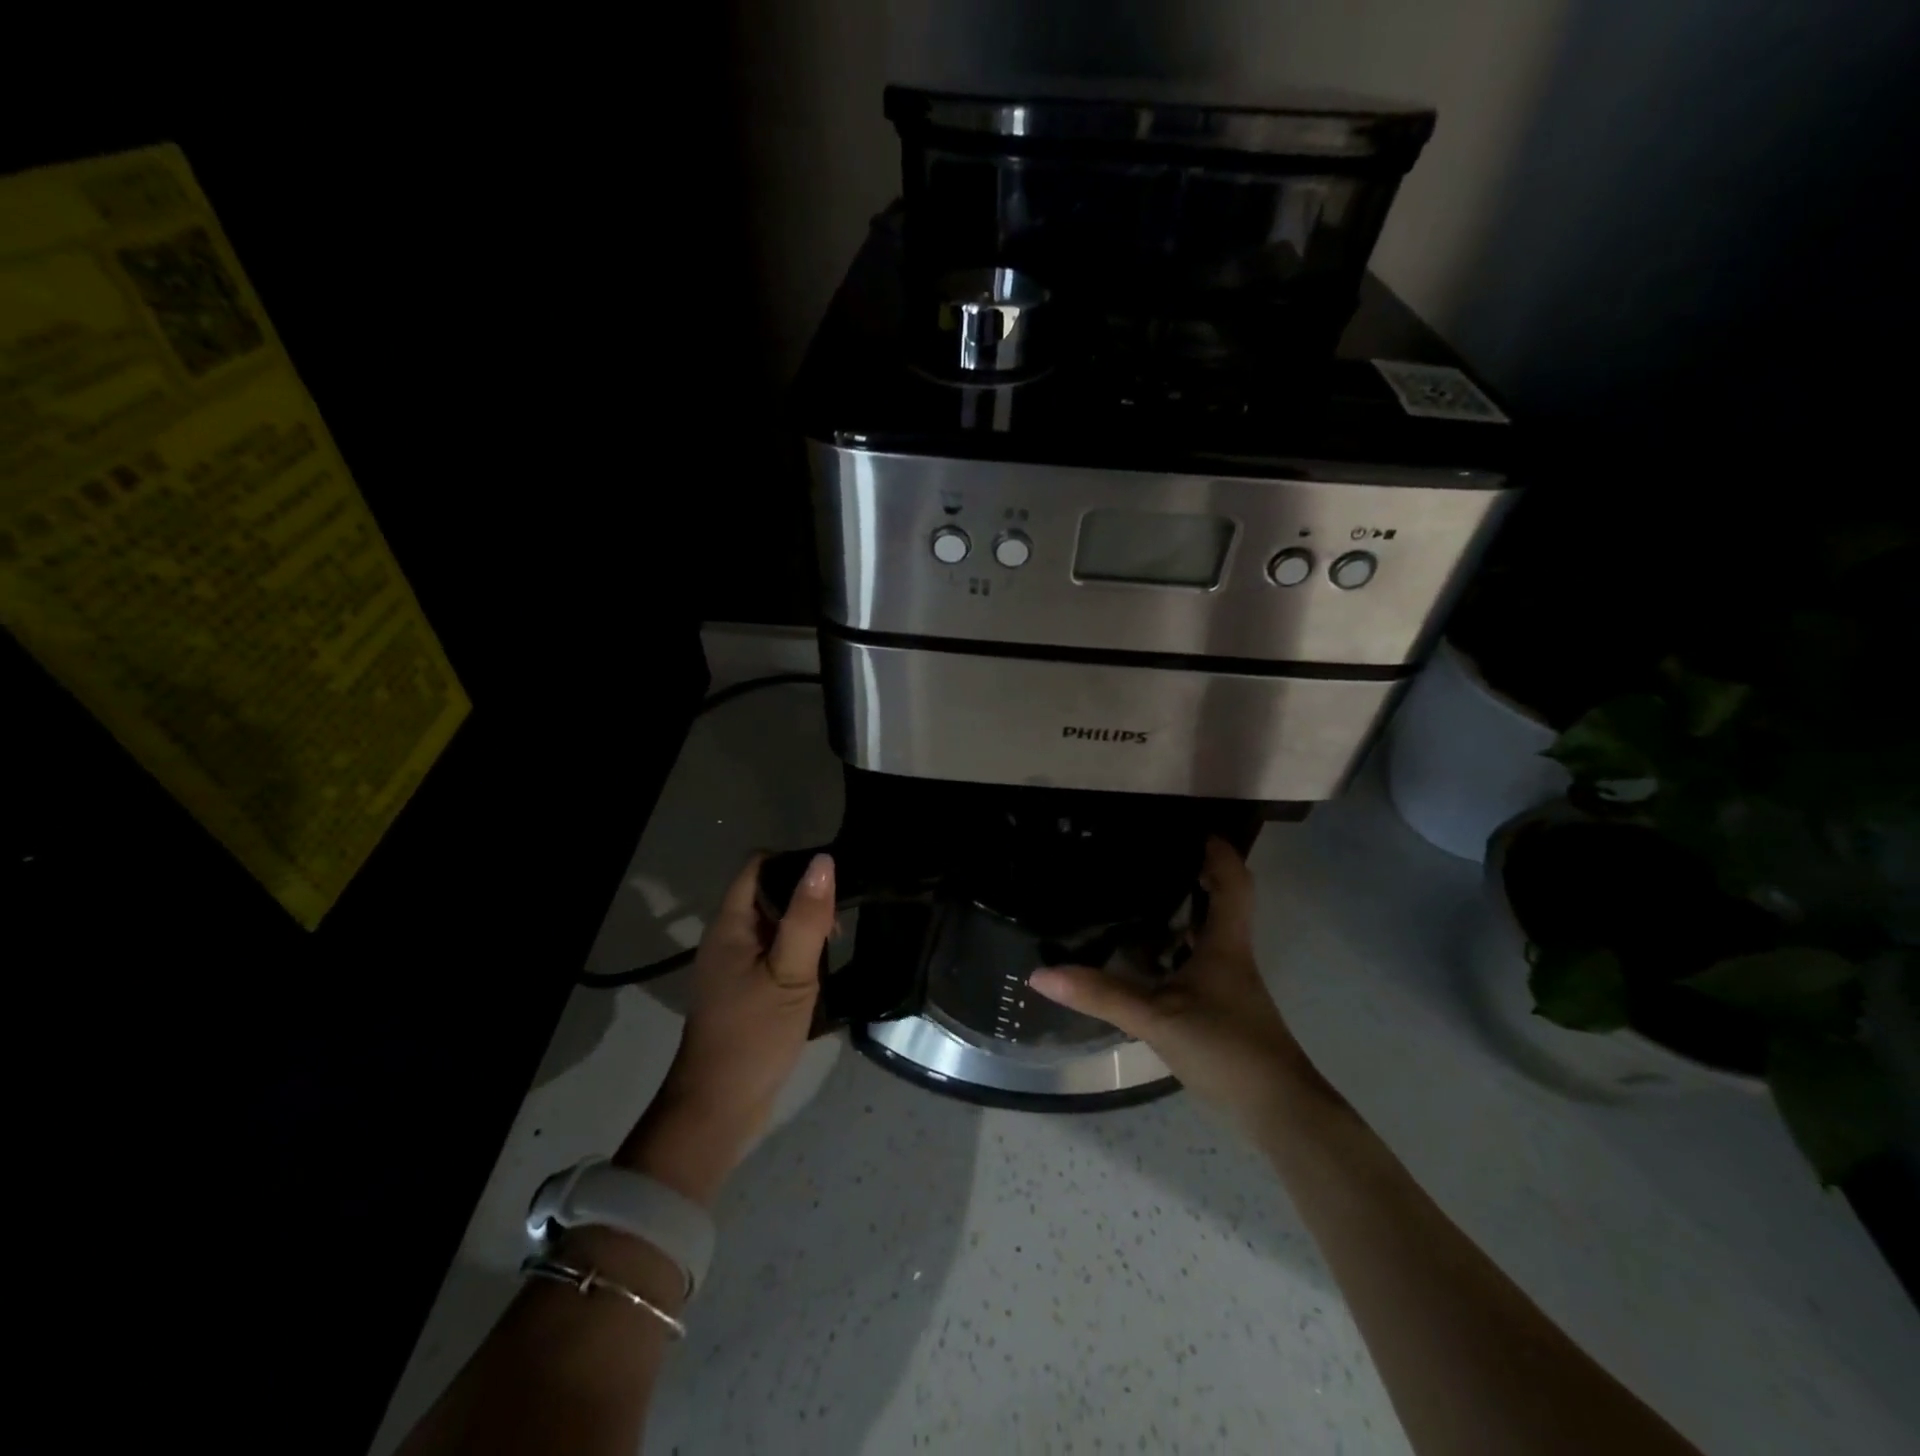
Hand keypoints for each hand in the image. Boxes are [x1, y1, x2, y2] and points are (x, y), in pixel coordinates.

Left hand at [615, 851, 834, 1205]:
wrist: (719, 1109)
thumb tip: (824, 861)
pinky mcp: (744, 990)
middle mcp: (727, 938)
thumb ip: (807, 918)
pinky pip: (773, 953)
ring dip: (804, 929)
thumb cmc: (754, 1036)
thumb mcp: (790, 974)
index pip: (759, 866)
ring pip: (774, 925)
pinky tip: (820, 972)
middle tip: (838, 924)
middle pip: (768, 893)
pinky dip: (796, 954)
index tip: (832, 880)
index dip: (794, 862)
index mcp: (730, 926)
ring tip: (834, 948)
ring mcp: (734, 965)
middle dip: (805, 899)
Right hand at [1029, 838, 1334, 1135]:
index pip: (1232, 882)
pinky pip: (1198, 964)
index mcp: (1225, 944)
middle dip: (1196, 876)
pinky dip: (1175, 951)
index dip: (1219, 853)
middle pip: (1222, 902)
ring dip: (1184, 914)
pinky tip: (1145, 962)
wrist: (1277, 1111)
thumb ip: (1101, 995)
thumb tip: (1042, 974)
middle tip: (1153, 859)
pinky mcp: (1224, 1009)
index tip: (1194, 829)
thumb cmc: (1225, 1048)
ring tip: (1139, 899)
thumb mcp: (1156, 1018)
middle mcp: (1231, 955)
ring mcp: (1230, 985)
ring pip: (1208, 935)